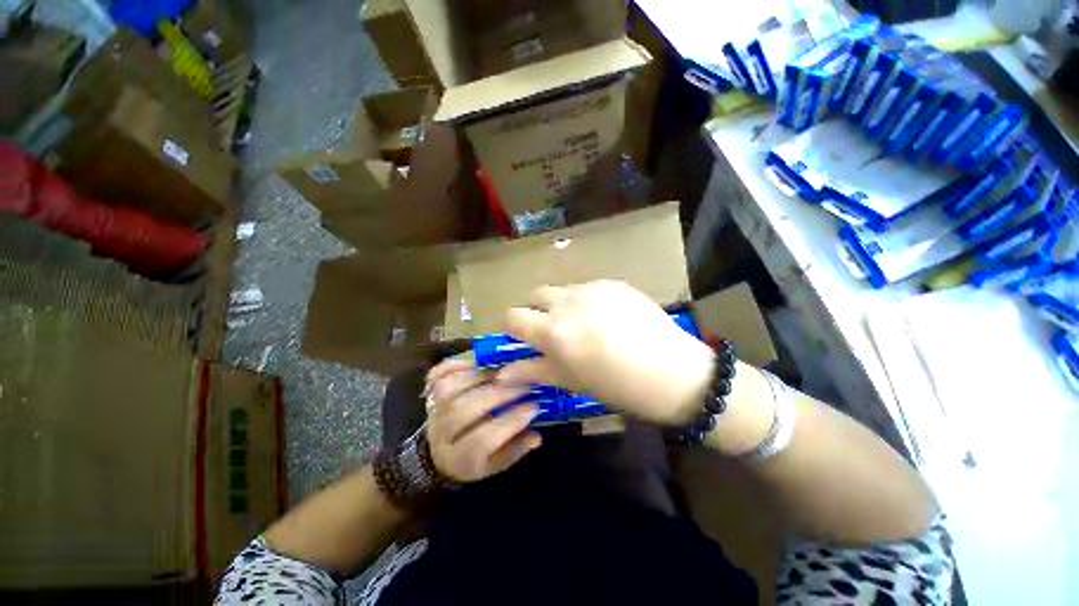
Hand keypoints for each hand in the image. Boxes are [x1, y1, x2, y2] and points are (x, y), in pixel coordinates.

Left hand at [424, 357, 542, 481]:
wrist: (438, 451)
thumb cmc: (475, 457)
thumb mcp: (496, 462)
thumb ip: (515, 449)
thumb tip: (536, 437)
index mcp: (458, 459)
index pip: (481, 441)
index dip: (509, 422)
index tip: (534, 406)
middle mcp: (439, 434)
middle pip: (462, 410)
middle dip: (497, 393)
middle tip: (524, 383)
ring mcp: (431, 410)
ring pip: (449, 387)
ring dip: (480, 374)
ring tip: (506, 369)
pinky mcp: (429, 390)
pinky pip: (439, 372)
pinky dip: (460, 362)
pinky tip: (482, 359)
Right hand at [497, 280, 714, 425]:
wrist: (673, 372)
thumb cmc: (616, 386)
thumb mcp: (570, 381)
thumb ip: (532, 371)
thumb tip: (501, 375)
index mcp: (553, 330)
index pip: (513, 316)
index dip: (514, 326)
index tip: (524, 337)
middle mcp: (567, 302)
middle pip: (536, 294)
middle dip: (537, 310)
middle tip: (554, 330)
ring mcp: (592, 288)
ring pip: (563, 290)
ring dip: (564, 304)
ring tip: (586, 325)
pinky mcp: (613, 283)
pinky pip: (589, 288)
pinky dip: (589, 301)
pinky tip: (610, 319)